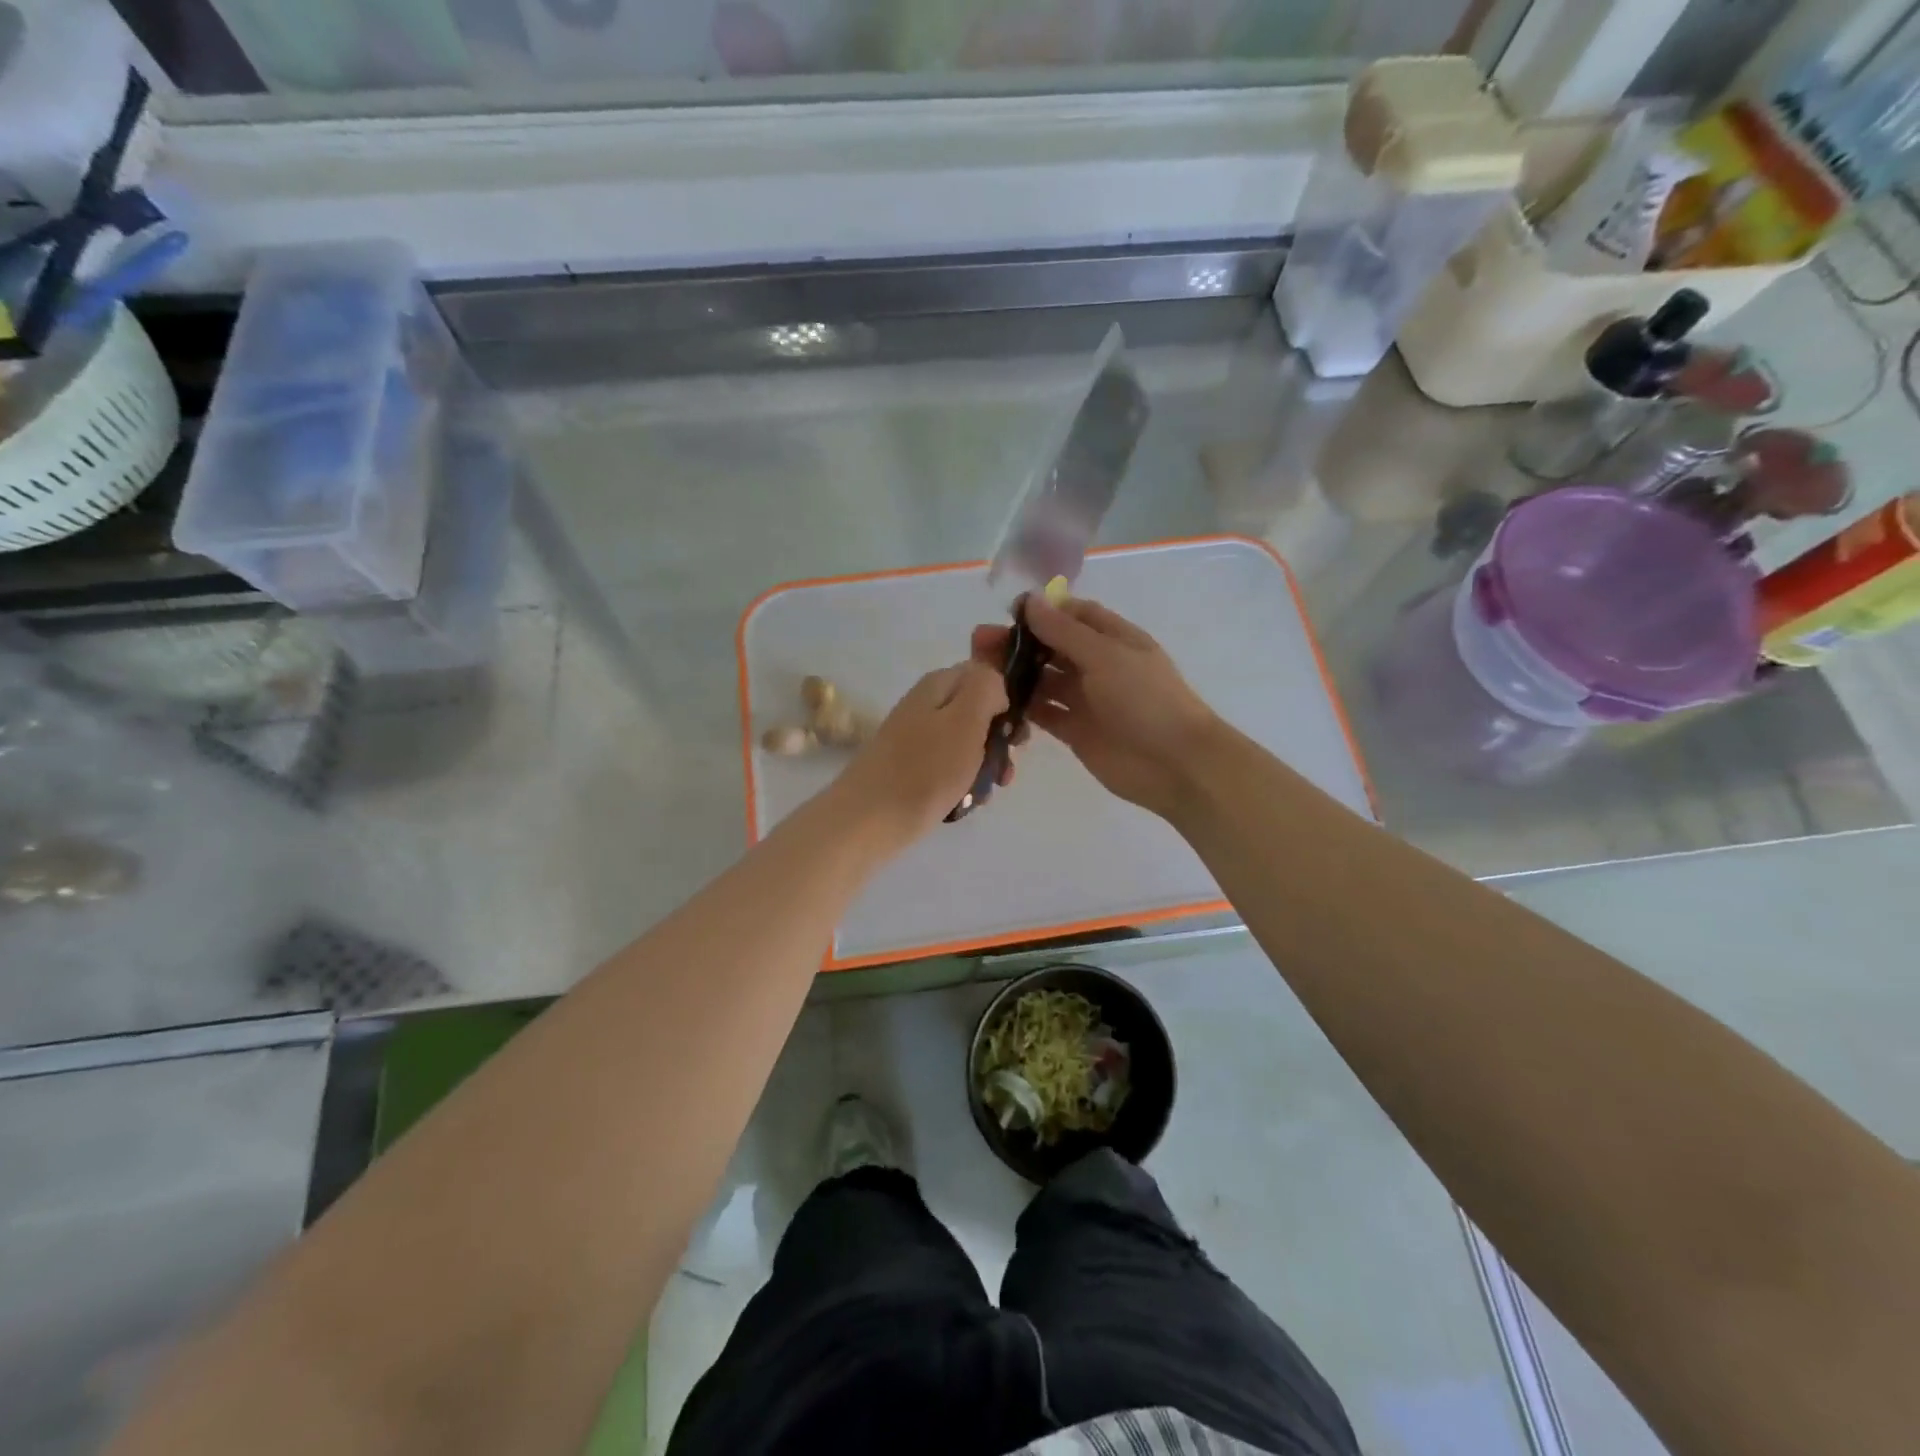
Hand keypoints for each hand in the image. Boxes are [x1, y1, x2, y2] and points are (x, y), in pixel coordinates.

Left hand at [834, 660, 1007, 844]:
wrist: (869, 819)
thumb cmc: (925, 769)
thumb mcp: (965, 719)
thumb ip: (986, 688)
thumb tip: (996, 688)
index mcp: (938, 684)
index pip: (985, 675)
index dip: (1007, 700)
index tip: (1015, 732)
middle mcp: (926, 705)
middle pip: (978, 712)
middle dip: (999, 740)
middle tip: (1005, 768)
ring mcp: (917, 738)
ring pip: (967, 744)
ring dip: (985, 766)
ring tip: (987, 791)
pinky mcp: (912, 768)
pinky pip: (950, 768)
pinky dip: (963, 783)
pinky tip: (967, 802)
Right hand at [972, 595, 1218, 819]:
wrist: (1174, 764)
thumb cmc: (1145, 699)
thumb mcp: (1105, 656)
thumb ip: (1064, 631)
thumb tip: (1030, 600)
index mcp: (1113, 639)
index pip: (1073, 615)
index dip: (1042, 611)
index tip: (1007, 613)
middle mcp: (1098, 665)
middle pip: (1052, 648)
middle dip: (1019, 643)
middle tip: (979, 643)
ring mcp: (1086, 700)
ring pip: (1044, 681)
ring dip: (1015, 675)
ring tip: (979, 672)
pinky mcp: (1076, 731)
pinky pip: (1044, 714)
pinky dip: (1023, 709)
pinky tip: (996, 704)